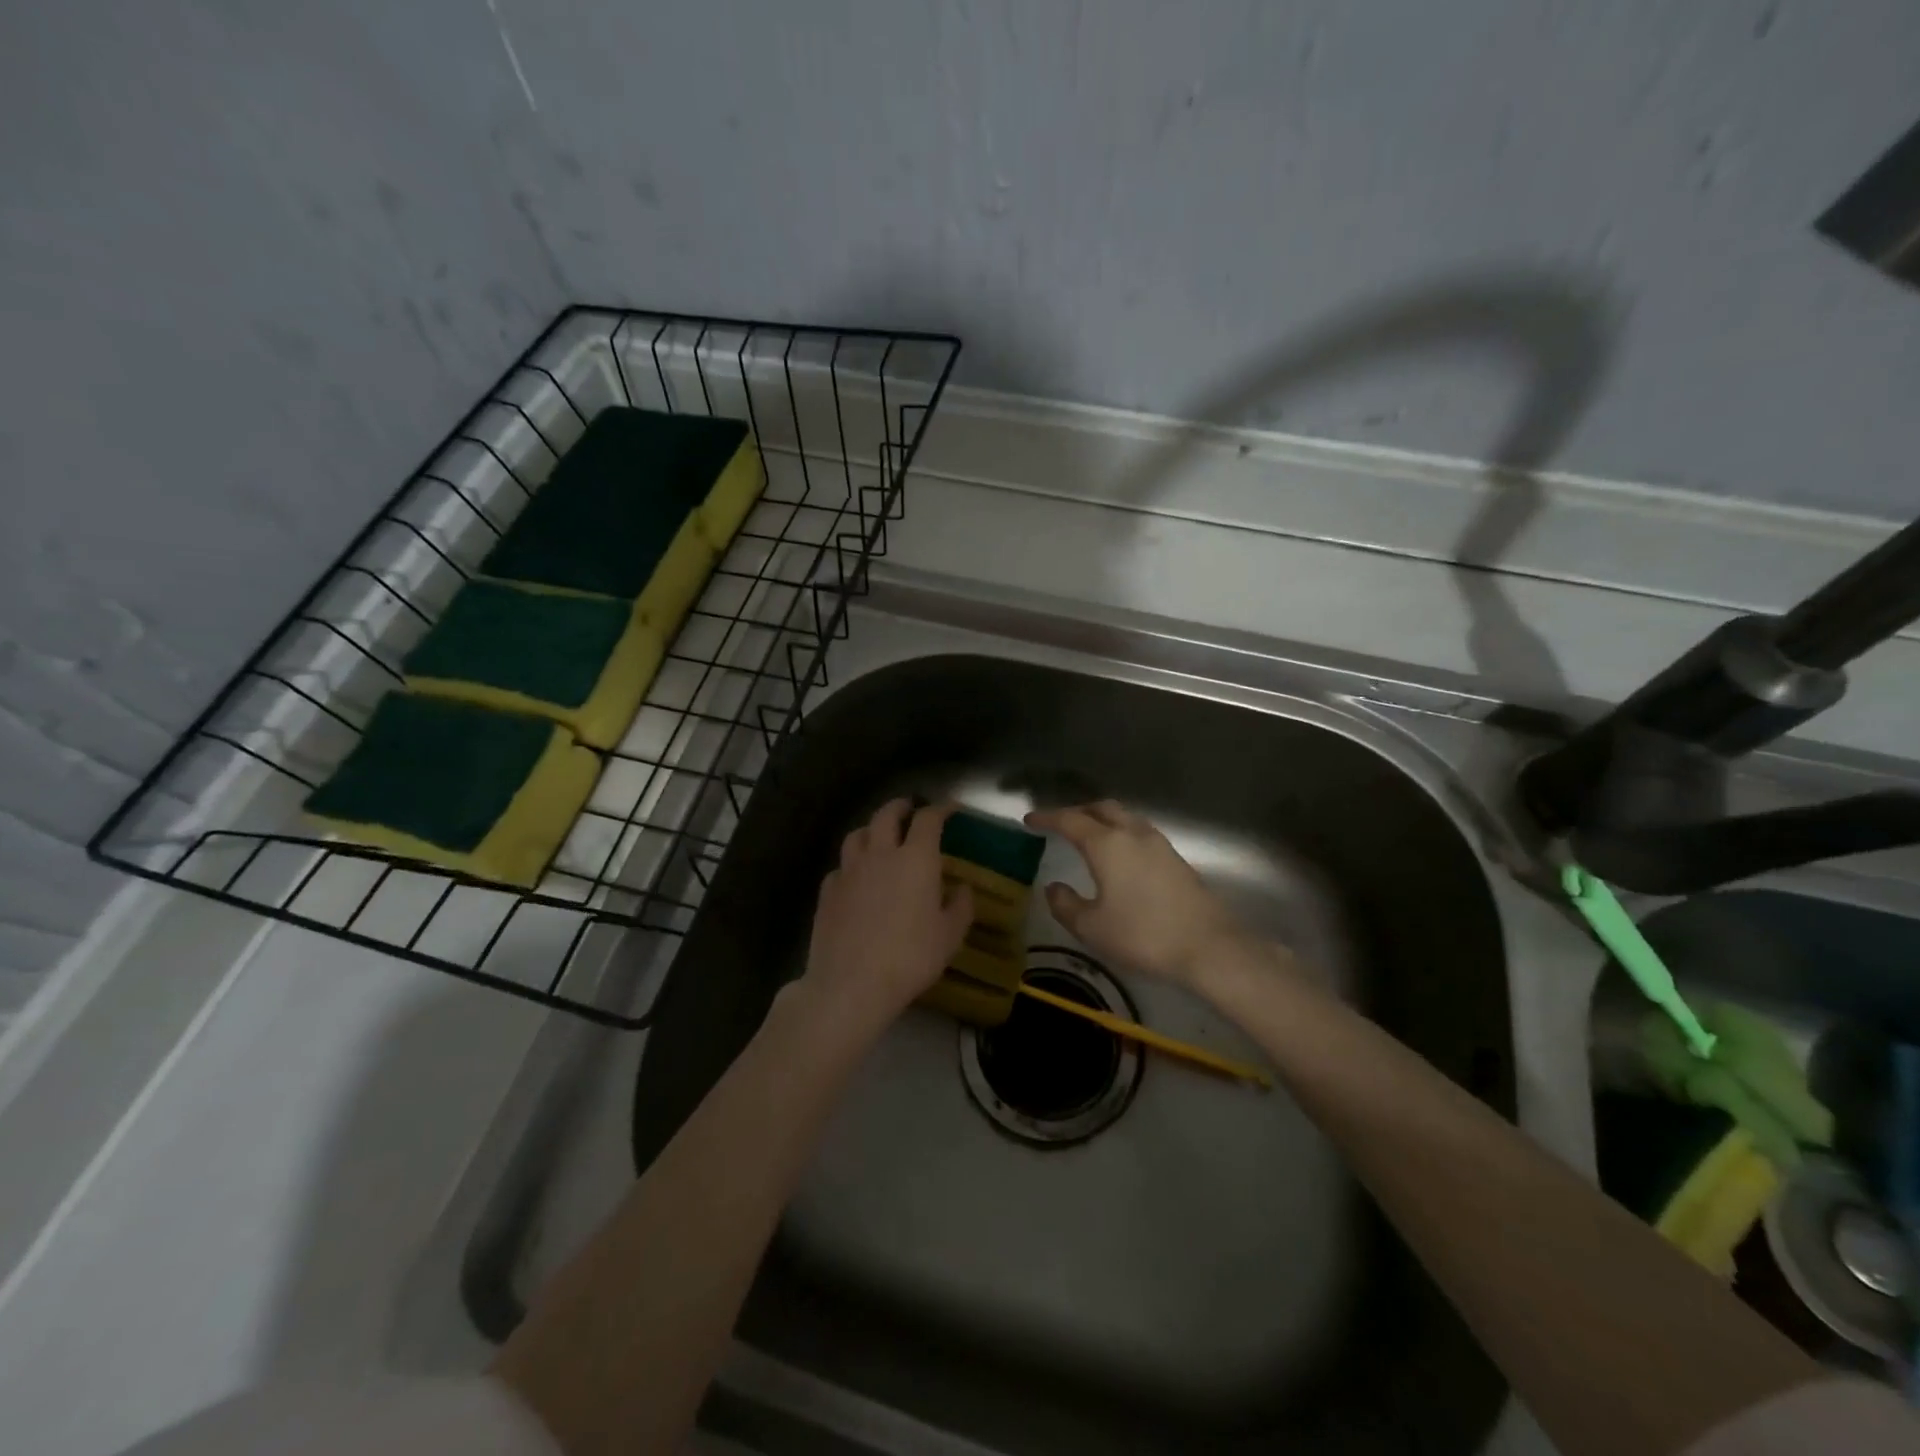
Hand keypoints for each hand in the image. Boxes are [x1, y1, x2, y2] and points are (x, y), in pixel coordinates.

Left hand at [800, 799, 973, 1032]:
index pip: (928, 819)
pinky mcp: (827, 891)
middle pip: (886, 815)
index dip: (940, 809)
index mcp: (916, 859)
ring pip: (857, 835)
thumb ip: (960, 907)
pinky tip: (855, 878)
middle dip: (900, 806)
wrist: (851, 983)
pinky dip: (851, 864)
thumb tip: (962, 889)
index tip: (950, 809)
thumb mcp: (949, 936)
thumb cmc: (910, 957)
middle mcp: (880, 855)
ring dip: (871, 829)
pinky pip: (840, 867)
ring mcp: (849, 871)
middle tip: (910, 809)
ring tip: (879, 837)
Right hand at [1024, 800, 1246, 986]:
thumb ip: (1065, 904)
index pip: (1070, 820)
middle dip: (1077, 811)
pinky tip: (1119, 855)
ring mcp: (1158, 843)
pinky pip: (1139, 832)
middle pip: (1101, 808)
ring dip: (1102, 819)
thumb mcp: (1092, 927)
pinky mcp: (1175, 858)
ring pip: (1124, 817)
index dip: (1048, 817)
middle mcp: (1132, 833)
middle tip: (1059, 824)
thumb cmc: (1143, 934)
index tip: (1030, 820)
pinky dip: (1121, 833)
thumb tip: (1054, 887)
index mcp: (1106, 843)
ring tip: (1088, 836)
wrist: (1208, 946)